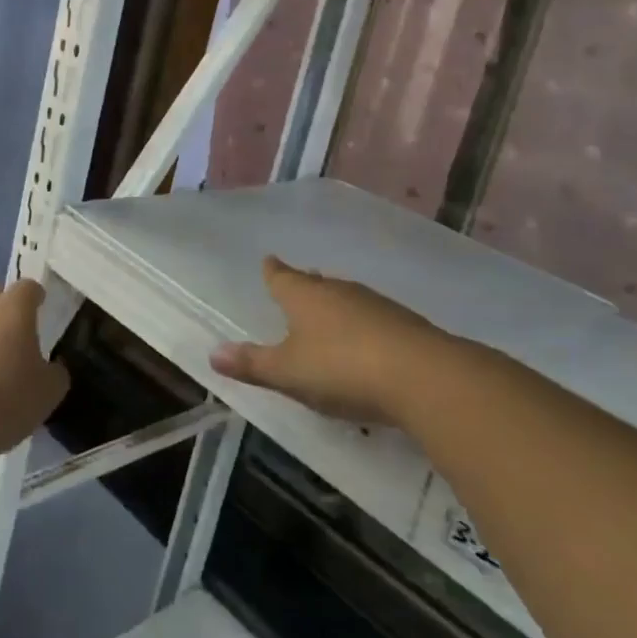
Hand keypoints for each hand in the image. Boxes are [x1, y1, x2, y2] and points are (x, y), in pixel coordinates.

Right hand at [211, 255, 466, 426]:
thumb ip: (252, 364)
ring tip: (328, 311)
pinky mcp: (405, 324)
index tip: (268, 260)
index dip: (272, 271)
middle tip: (297, 283)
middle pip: (316, 283)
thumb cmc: (342, 369)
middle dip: (304, 284)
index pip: (281, 277)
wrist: (424, 376)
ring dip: (335, 303)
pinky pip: (373, 317)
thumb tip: (212, 353)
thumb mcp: (288, 373)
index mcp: (304, 296)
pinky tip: (366, 340)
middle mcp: (338, 291)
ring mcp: (375, 305)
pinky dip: (363, 325)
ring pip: (346, 297)